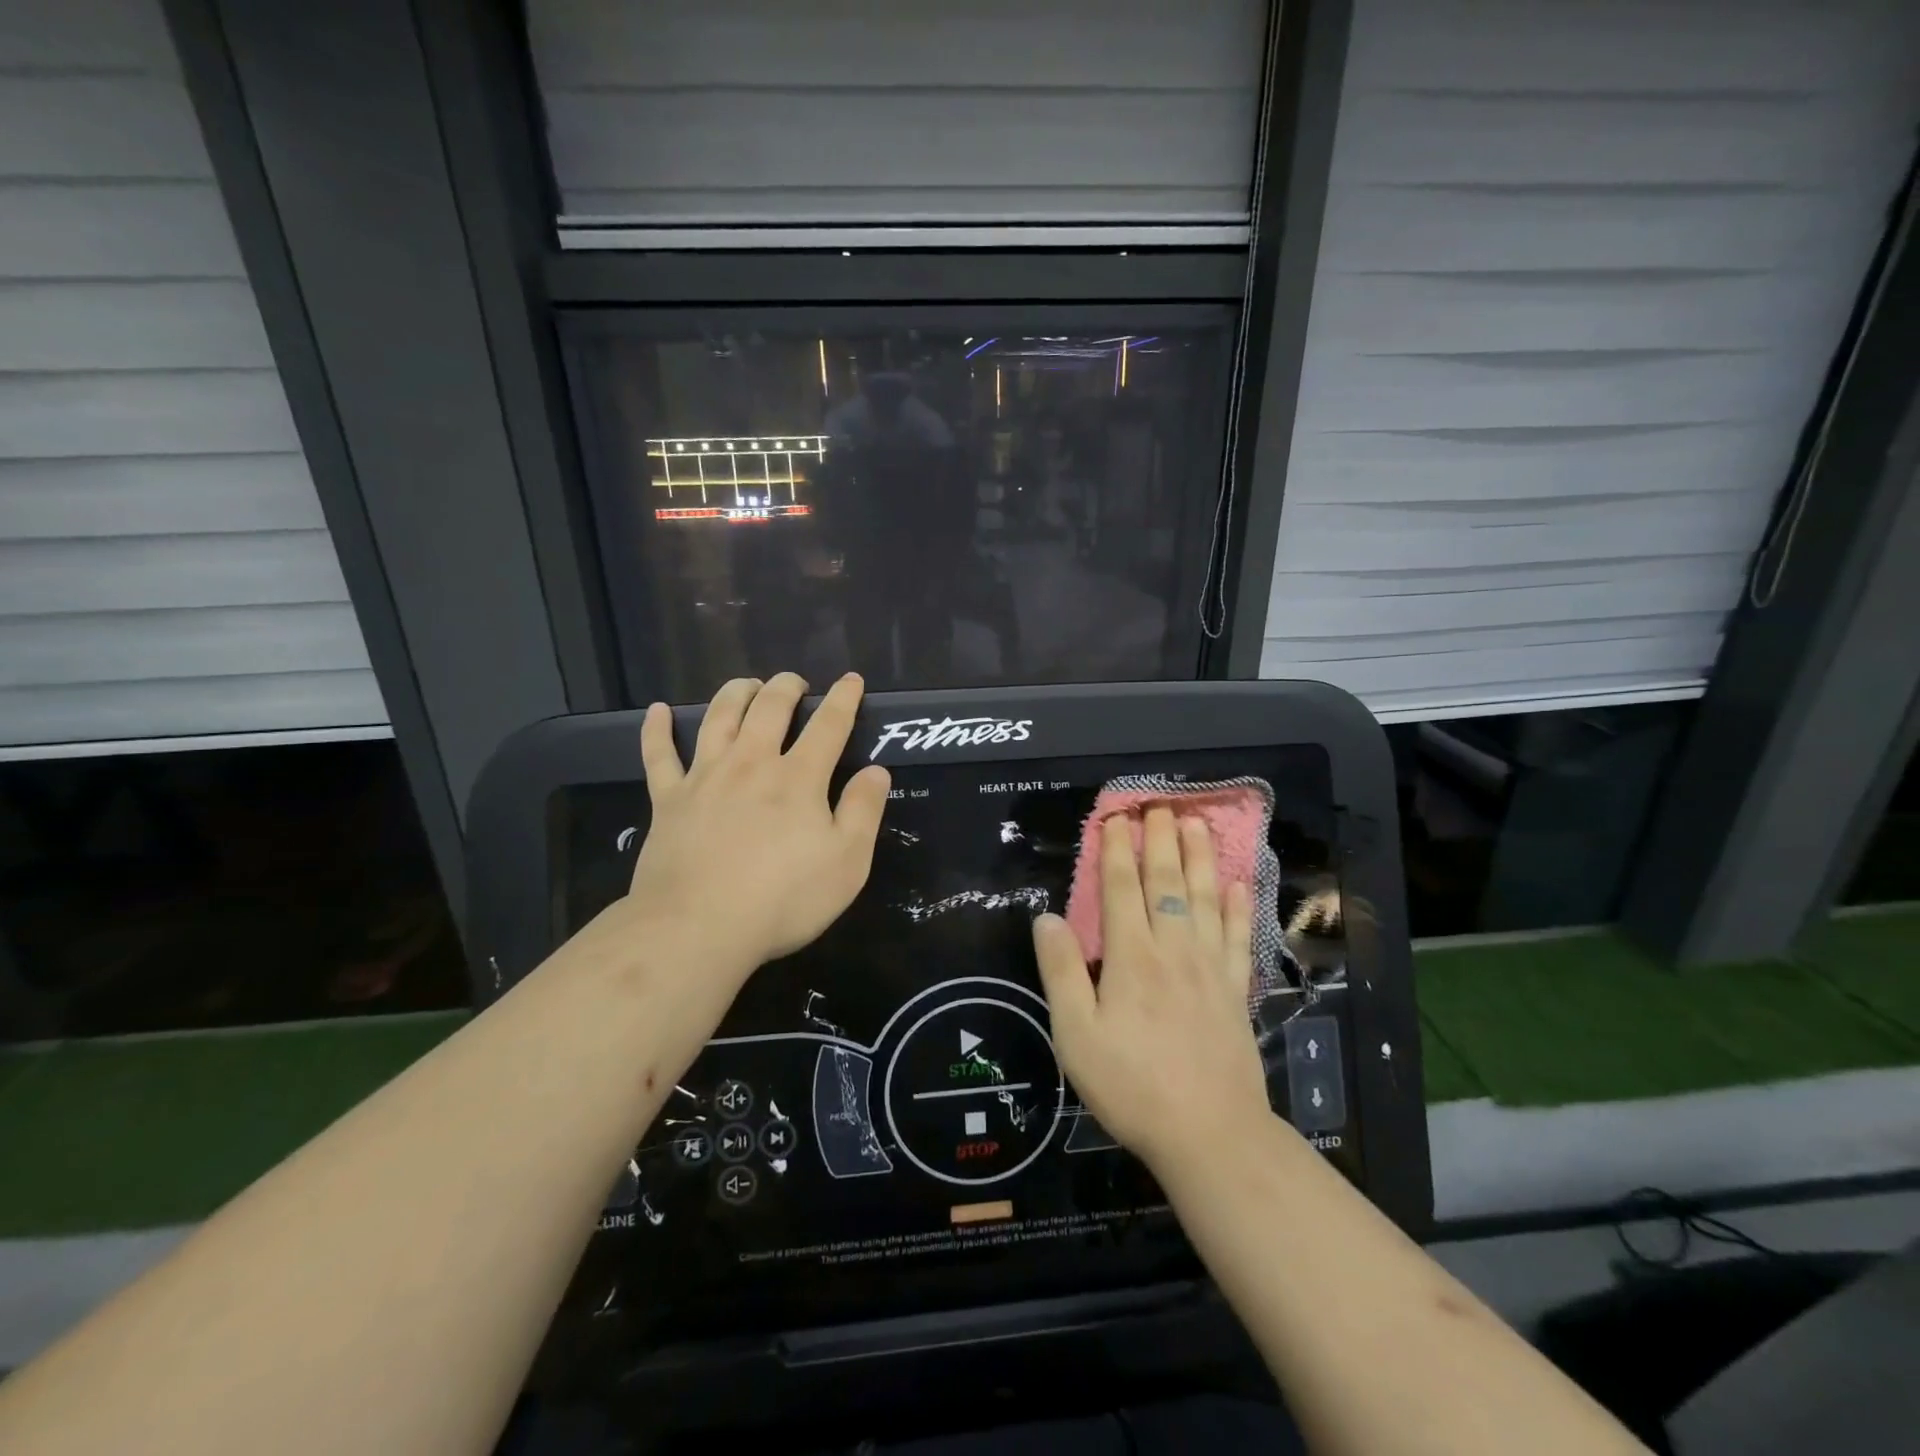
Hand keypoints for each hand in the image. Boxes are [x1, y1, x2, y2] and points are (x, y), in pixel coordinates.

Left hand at [625, 672, 890, 976]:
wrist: (698, 927)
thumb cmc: (782, 899)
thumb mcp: (847, 863)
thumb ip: (863, 811)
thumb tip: (876, 771)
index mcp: (798, 778)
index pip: (829, 725)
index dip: (843, 699)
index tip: (851, 680)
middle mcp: (752, 764)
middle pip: (770, 708)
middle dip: (787, 687)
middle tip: (795, 683)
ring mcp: (705, 777)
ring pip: (719, 717)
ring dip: (735, 693)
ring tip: (747, 684)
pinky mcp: (668, 799)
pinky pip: (659, 755)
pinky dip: (656, 729)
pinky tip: (657, 711)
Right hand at [1033, 808, 1271, 1177]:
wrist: (1209, 1134)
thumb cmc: (1131, 1086)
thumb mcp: (1076, 1035)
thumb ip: (1062, 972)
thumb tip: (1046, 918)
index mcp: (1131, 957)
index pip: (1122, 889)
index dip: (1117, 851)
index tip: (1116, 818)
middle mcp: (1173, 950)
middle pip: (1167, 883)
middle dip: (1160, 840)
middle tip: (1161, 805)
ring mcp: (1210, 968)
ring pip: (1206, 898)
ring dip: (1201, 858)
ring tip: (1199, 824)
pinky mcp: (1235, 990)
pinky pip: (1237, 936)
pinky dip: (1239, 906)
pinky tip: (1240, 884)